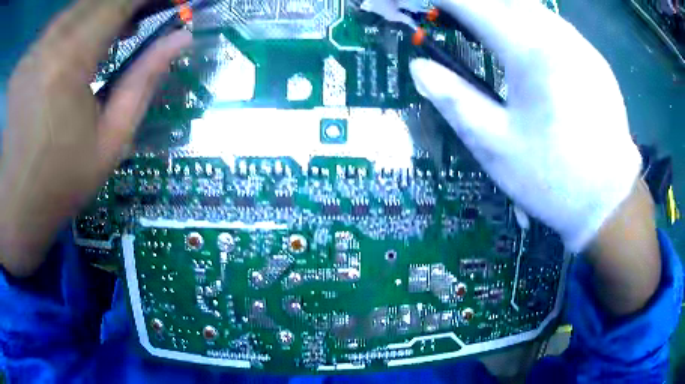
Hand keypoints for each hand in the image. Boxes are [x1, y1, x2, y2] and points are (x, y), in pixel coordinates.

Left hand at [0, 0, 191, 276]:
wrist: (15, 207)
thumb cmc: (60, 184)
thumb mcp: (111, 140)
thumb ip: (145, 79)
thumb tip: (182, 37)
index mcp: (71, 58)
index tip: (177, 2)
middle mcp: (51, 39)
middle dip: (132, 2)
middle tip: (155, 15)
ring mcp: (37, 45)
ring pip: (83, 3)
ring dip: (108, 9)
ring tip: (126, 29)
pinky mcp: (30, 54)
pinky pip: (64, 18)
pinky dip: (85, 18)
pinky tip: (93, 38)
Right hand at [410, 0, 641, 252]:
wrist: (609, 201)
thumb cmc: (553, 179)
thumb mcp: (495, 146)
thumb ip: (454, 99)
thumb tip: (419, 67)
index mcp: (530, 52)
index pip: (472, 4)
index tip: (417, 2)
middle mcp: (557, 36)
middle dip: (473, 2)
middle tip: (451, 17)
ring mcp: (580, 45)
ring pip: (531, 6)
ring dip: (501, 8)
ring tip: (482, 27)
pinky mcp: (593, 58)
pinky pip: (553, 24)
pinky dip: (527, 22)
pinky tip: (524, 46)